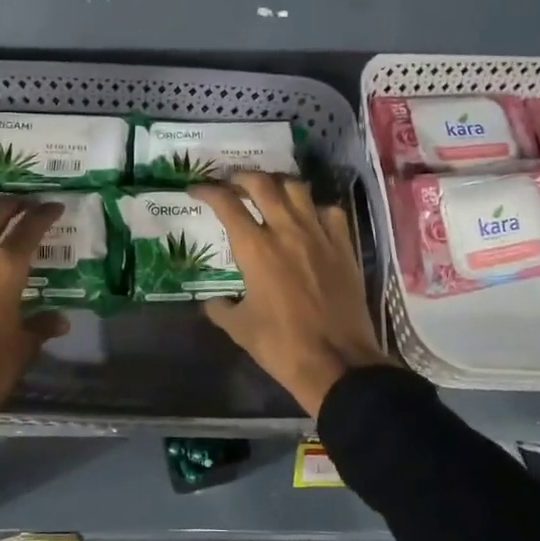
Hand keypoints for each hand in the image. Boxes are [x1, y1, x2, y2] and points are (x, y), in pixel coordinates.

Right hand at [192, 174, 389, 417]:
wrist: (337, 363)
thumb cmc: (281, 346)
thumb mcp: (239, 329)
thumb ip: (220, 308)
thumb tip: (210, 302)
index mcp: (255, 248)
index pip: (226, 204)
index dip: (207, 191)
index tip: (196, 189)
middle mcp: (286, 231)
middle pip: (262, 184)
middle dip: (241, 177)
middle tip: (231, 182)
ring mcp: (319, 236)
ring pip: (297, 190)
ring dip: (278, 185)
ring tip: (269, 192)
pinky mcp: (344, 247)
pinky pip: (330, 212)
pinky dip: (315, 208)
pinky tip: (309, 219)